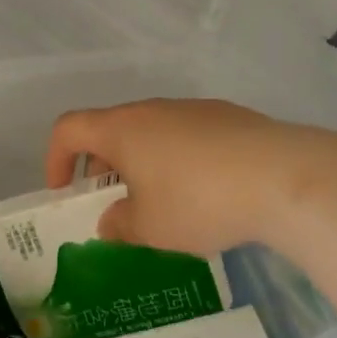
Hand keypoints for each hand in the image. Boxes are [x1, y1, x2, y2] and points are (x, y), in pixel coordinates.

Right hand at [45, 98, 336, 255]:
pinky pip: (185, 135)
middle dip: (101, 166)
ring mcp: (192, 109)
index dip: (56, 159)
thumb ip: (120, 225)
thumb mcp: (151, 228)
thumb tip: (110, 220)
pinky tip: (203, 192)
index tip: (64, 194)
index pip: (69, 128)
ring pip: (151, 131)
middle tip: (112, 204)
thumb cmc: (199, 201)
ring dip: (141, 162)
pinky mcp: (227, 116)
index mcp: (122, 128)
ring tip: (160, 203)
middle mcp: (152, 109)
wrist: (280, 175)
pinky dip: (177, 158)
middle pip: (111, 128)